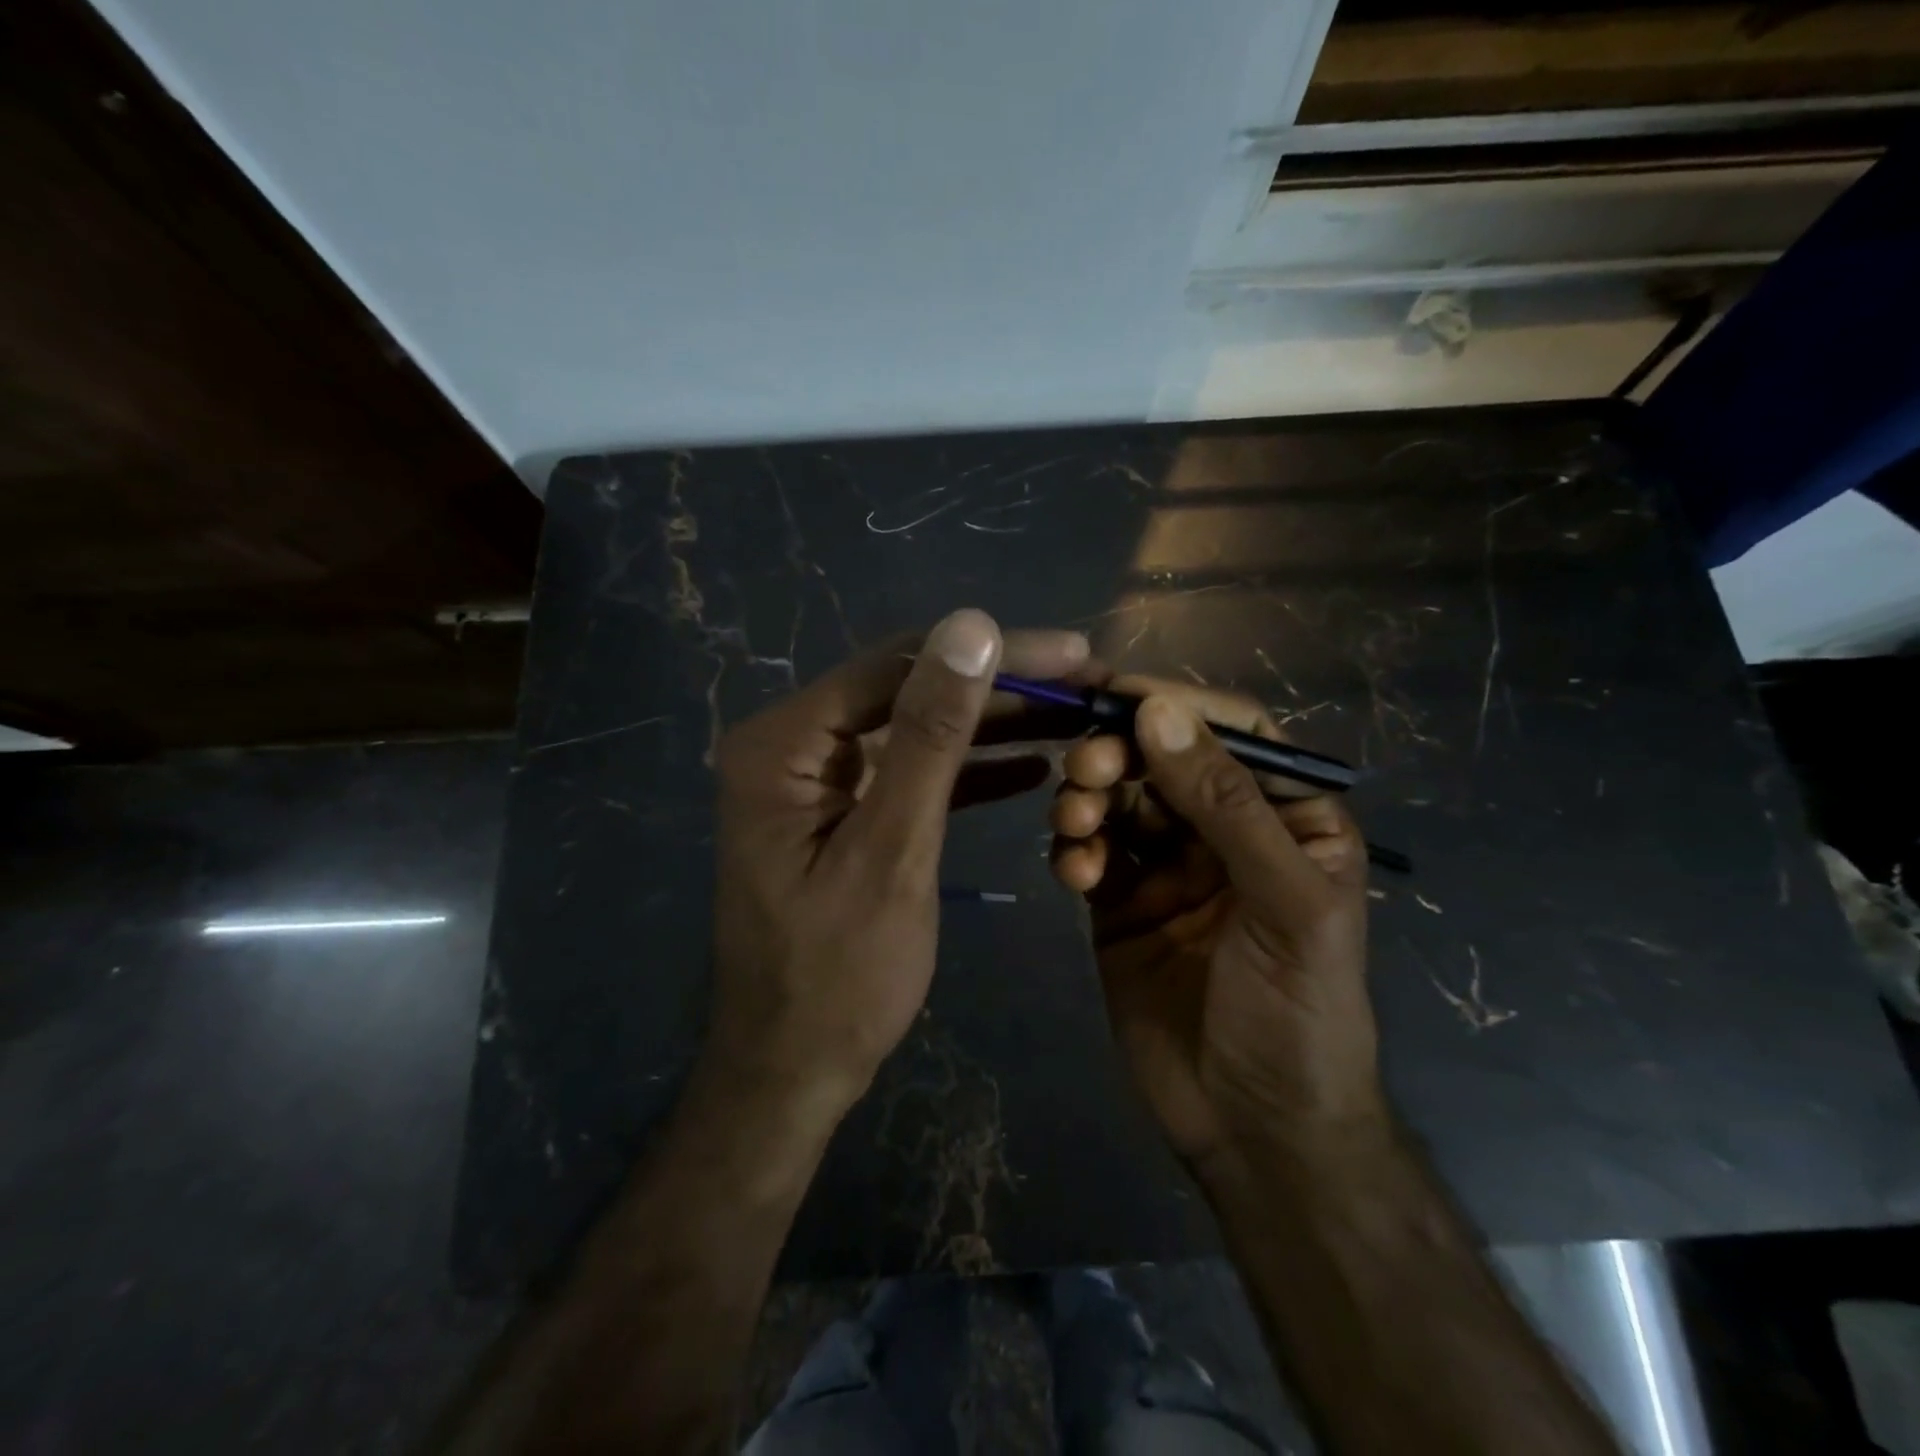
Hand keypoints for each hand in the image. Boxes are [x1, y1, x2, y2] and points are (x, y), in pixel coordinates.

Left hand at [708, 609, 1091, 1117]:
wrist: (793, 1071)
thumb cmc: (837, 977)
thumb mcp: (892, 850)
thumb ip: (930, 735)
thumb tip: (970, 625)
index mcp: (783, 743)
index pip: (899, 667)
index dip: (992, 654)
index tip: (1074, 653)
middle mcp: (793, 746)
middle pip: (909, 691)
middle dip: (1000, 687)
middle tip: (1086, 682)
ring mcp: (817, 780)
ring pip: (918, 730)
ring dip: (993, 725)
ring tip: (1074, 716)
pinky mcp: (844, 812)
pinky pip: (912, 775)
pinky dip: (969, 771)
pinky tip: (1032, 765)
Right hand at [1049, 678, 1384, 1178]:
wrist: (1254, 1129)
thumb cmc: (1298, 1013)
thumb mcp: (1285, 903)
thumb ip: (1226, 804)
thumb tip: (1159, 710)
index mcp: (1286, 815)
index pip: (1233, 732)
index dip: (1176, 705)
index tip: (1114, 694)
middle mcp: (1225, 829)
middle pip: (1161, 758)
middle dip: (1118, 754)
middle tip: (1084, 770)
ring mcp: (1168, 865)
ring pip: (1117, 798)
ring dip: (1087, 799)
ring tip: (1075, 827)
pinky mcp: (1120, 901)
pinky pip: (1090, 851)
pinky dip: (1074, 850)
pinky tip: (1074, 876)